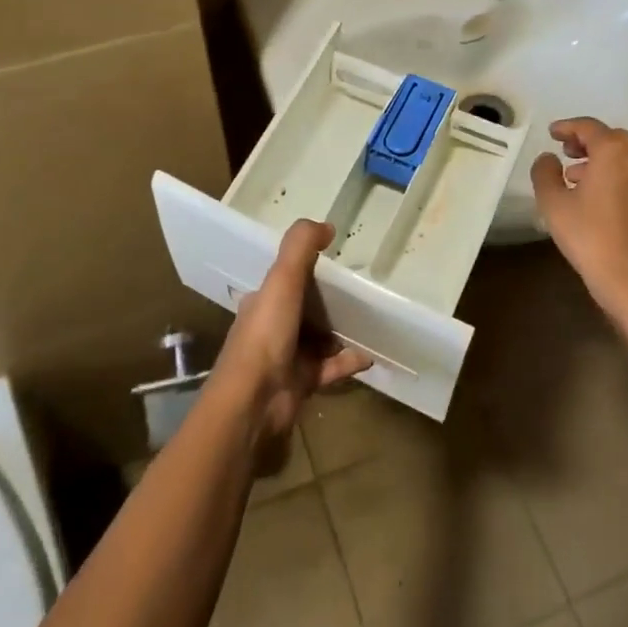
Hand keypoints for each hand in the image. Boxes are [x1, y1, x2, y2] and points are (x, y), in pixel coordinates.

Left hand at [212, 219, 371, 445]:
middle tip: (365, 290)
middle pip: (306, 308)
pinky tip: (371, 355)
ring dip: (343, 331)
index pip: (287, 279)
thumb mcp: (282, 281)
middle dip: (331, 301)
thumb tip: (326, 225)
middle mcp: (273, 327)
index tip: (339, 260)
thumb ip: (300, 248)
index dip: (310, 268)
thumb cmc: (266, 335)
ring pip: (320, 338)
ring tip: (373, 320)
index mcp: (263, 301)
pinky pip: (331, 367)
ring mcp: (287, 357)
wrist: (254, 402)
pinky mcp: (302, 383)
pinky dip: (349, 360)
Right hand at [532, 118, 627, 317]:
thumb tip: (548, 158)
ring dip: (598, 157)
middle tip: (564, 149)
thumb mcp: (553, 202)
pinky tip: (590, 192)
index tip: (551, 132)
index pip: (588, 127)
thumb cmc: (588, 233)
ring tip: (572, 173)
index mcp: (613, 151)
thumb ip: (545, 172)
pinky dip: (610, 171)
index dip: (567, 127)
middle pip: (609, 137)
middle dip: (586, 140)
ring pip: (621, 155)